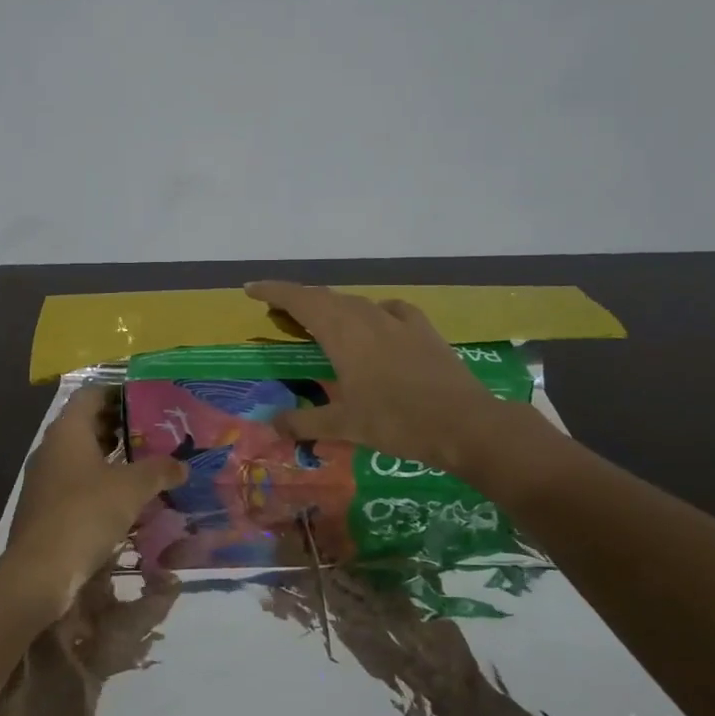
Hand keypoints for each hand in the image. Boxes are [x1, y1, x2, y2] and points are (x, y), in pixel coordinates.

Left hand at [7, 386, 185, 613]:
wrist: (40, 571)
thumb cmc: (86, 514)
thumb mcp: (132, 489)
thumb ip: (159, 470)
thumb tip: (182, 466)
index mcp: (68, 431)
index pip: (91, 394)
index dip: (118, 392)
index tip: (147, 400)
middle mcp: (51, 448)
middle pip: (86, 424)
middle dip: (119, 427)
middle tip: (154, 433)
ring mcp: (44, 479)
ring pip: (81, 456)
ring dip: (111, 458)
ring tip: (145, 465)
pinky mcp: (44, 507)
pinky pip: (75, 483)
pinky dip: (99, 483)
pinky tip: (124, 499)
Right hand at [243, 281, 550, 476]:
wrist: (463, 422)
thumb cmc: (396, 421)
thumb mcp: (345, 426)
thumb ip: (304, 422)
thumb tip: (273, 425)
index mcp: (342, 333)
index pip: (300, 300)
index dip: (274, 291)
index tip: (251, 289)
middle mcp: (367, 317)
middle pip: (325, 297)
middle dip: (298, 300)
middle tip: (279, 312)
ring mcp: (398, 320)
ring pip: (355, 303)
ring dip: (332, 307)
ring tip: (320, 322)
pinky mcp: (423, 329)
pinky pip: (389, 310)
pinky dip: (371, 313)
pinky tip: (375, 324)